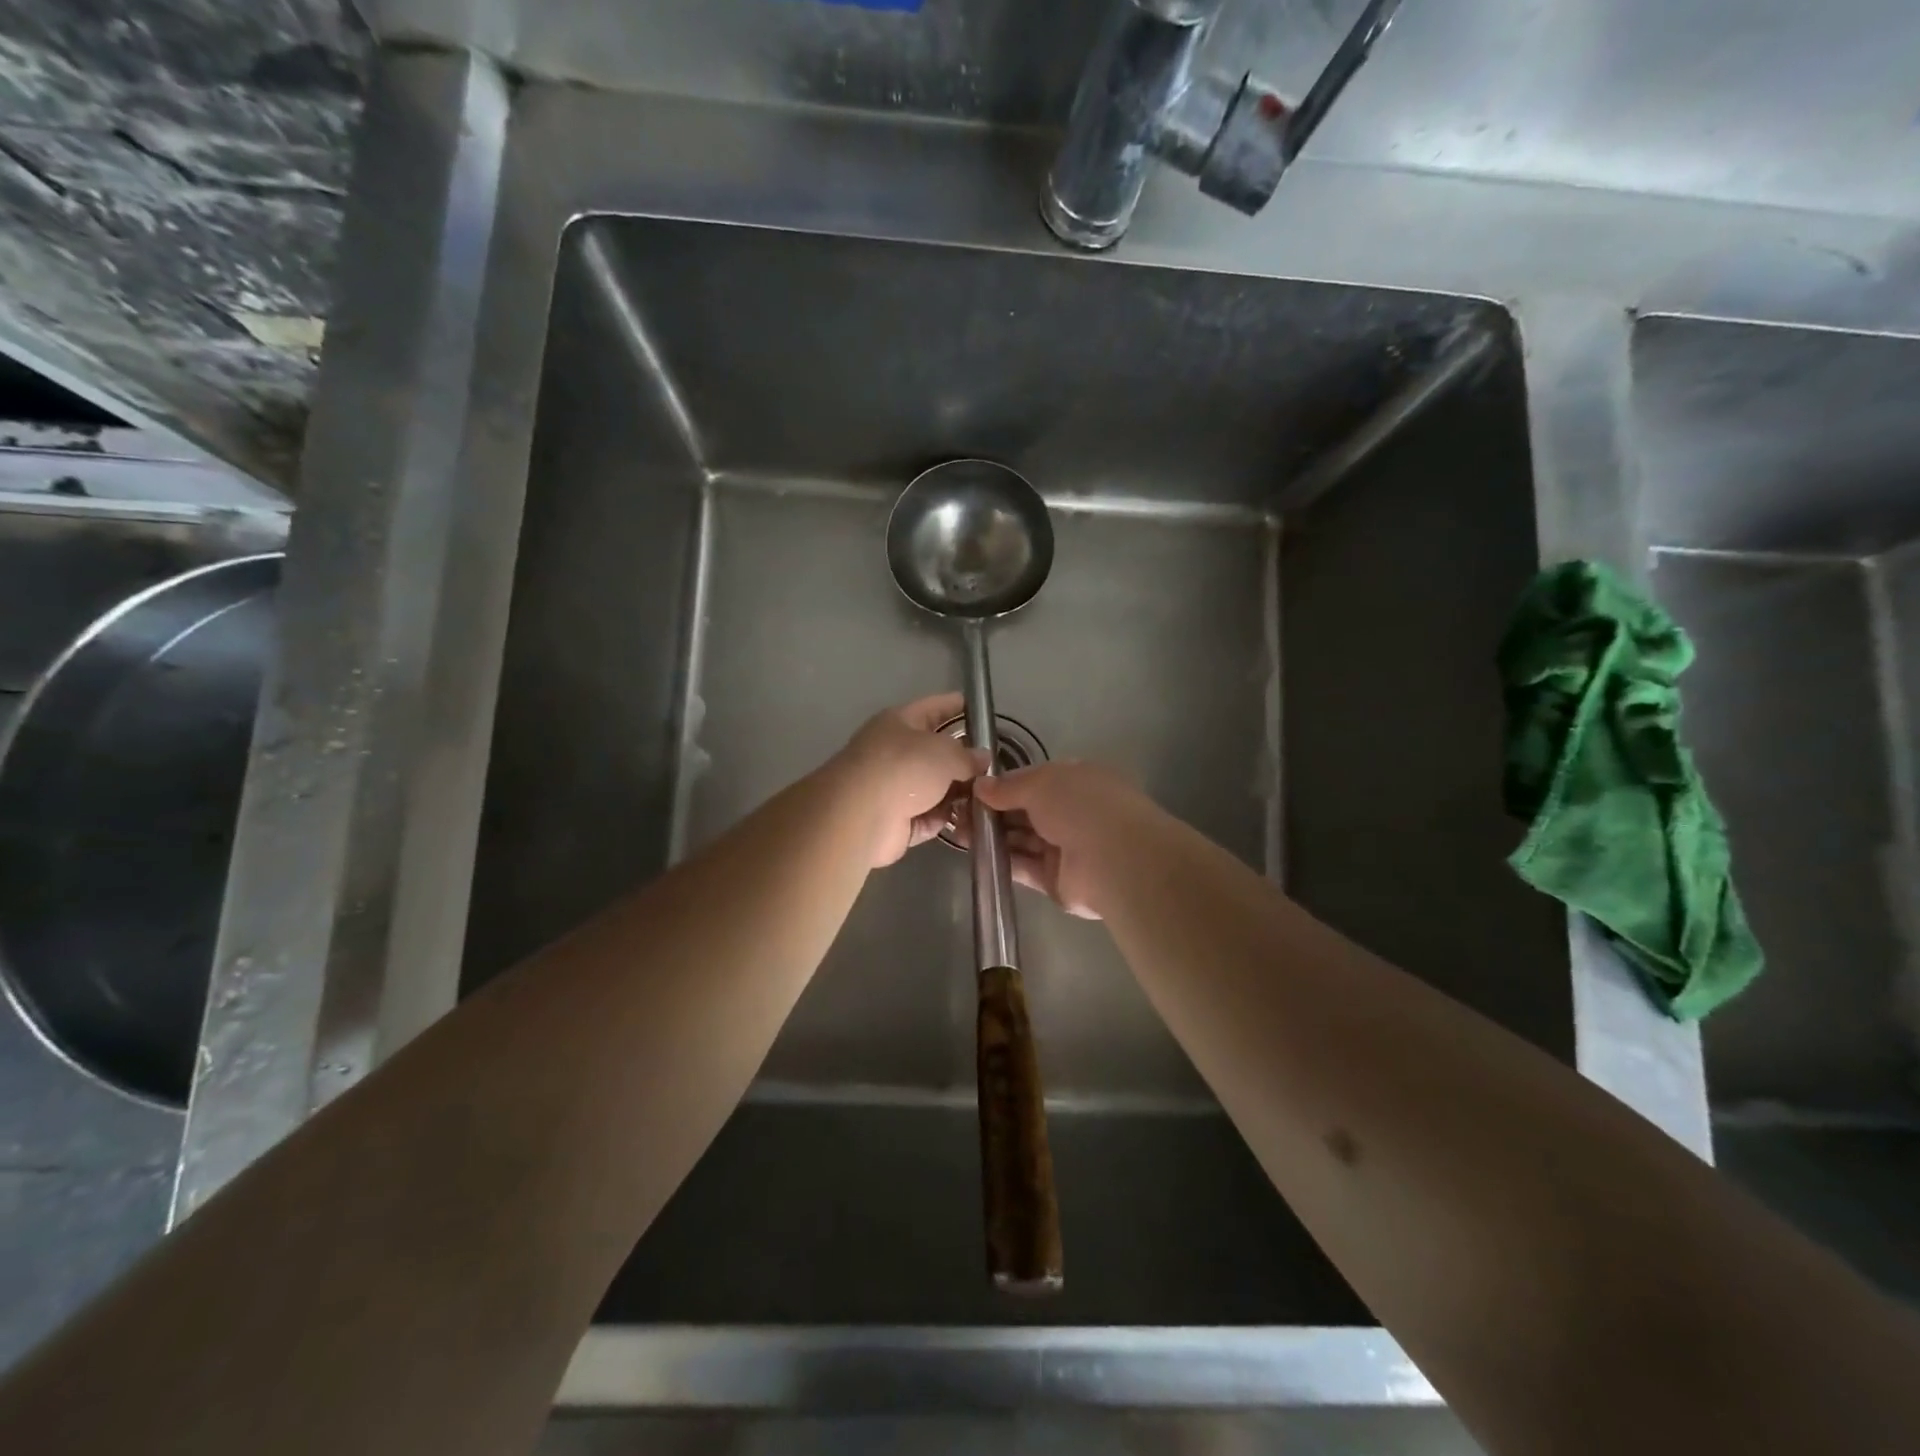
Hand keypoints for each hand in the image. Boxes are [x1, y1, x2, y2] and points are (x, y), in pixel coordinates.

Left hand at [834, 694, 986, 867]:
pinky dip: (946, 820)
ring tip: (990, 799)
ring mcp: (893, 788)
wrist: (861, 815)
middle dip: (965, 761)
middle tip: (995, 768)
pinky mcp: (896, 821)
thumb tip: (981, 758)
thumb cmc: (904, 768)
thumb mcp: (945, 752)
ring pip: (935, 788)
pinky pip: (929, 817)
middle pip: (936, 753)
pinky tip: (970, 822)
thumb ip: (968, 755)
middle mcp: (895, 752)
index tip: (983, 712)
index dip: (958, 707)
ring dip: (959, 794)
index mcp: (899, 722)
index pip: (934, 707)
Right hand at [969, 761, 1154, 919]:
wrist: (1116, 860)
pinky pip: (1024, 867)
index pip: (1033, 781)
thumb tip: (980, 786)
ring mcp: (1065, 847)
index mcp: (1076, 781)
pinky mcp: (1056, 879)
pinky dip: (1002, 861)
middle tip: (955, 812)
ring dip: (992, 836)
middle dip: (992, 811)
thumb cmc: (1081, 806)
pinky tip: (974, 854)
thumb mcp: (1041, 783)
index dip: (1002, 785)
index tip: (971, 789)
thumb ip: (1008, 786)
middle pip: (1025, 811)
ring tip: (956, 831)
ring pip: (1022, 839)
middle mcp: (1072, 812)